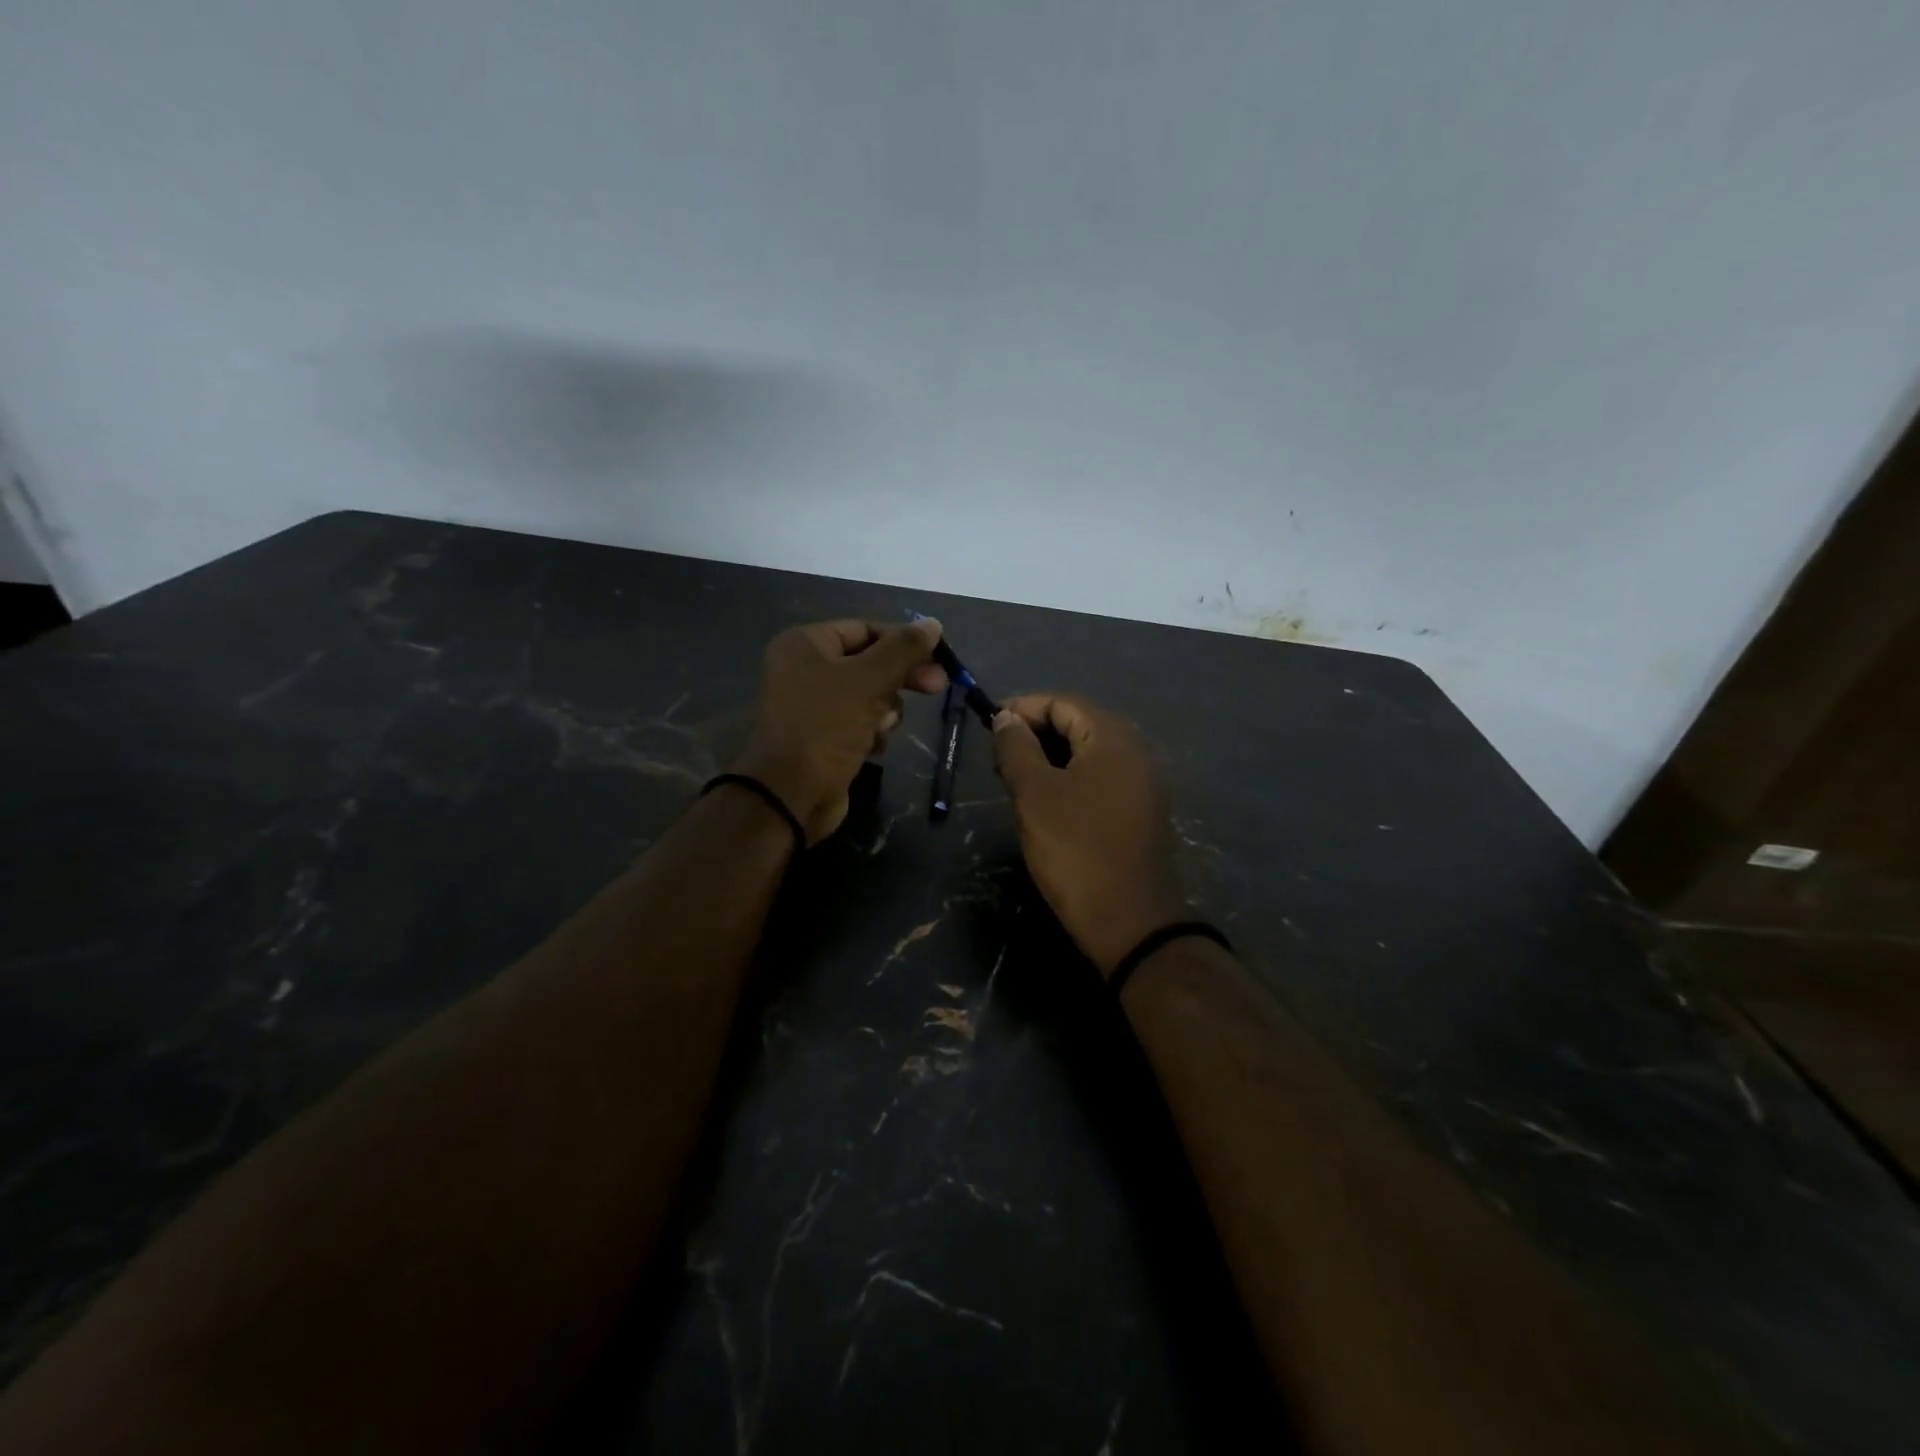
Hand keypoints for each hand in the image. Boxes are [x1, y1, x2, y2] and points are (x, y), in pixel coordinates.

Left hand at [733, 619, 946, 843]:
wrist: (791, 794)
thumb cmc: (826, 726)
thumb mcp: (869, 681)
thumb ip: (903, 650)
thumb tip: (933, 623)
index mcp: (805, 644)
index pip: (866, 629)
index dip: (903, 642)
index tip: (938, 658)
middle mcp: (804, 668)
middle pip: (869, 663)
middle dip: (900, 679)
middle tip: (937, 687)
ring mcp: (812, 705)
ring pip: (869, 695)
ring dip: (885, 711)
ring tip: (881, 728)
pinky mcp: (822, 736)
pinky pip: (859, 722)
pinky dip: (871, 732)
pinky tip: (872, 747)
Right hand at [991, 694, 1186, 975]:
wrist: (1130, 921)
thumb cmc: (1076, 850)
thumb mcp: (1035, 795)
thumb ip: (1017, 748)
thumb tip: (1005, 717)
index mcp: (1113, 739)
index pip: (1064, 702)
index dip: (1023, 707)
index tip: (988, 724)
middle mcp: (1135, 752)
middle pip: (1080, 723)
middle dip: (1036, 730)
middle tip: (999, 753)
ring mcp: (1142, 784)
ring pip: (1090, 752)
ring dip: (1051, 755)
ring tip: (1016, 776)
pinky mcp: (1141, 812)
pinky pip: (1101, 778)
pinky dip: (1071, 777)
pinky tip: (1047, 799)